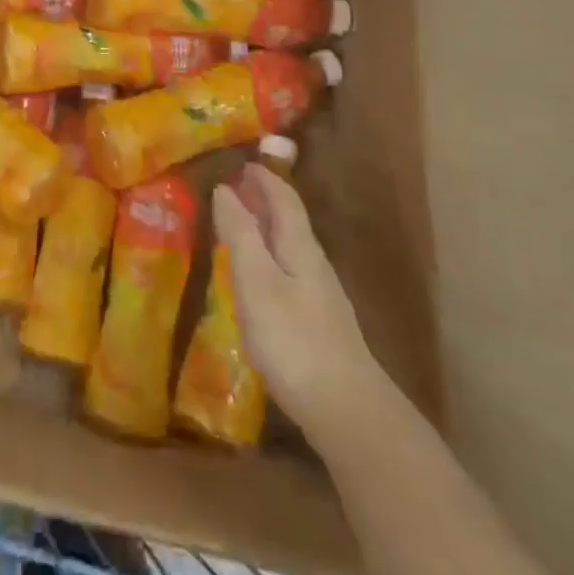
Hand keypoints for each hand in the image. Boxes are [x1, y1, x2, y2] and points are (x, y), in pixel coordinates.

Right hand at [213, 163, 383, 437]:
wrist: (348, 413)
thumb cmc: (294, 340)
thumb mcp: (256, 282)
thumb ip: (240, 235)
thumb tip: (225, 188)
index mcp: (300, 247)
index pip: (284, 199)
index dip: (265, 178)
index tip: (244, 162)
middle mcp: (314, 264)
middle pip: (290, 222)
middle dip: (265, 201)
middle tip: (236, 190)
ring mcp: (321, 298)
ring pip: (290, 249)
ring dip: (266, 231)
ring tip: (239, 230)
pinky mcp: (319, 326)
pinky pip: (290, 275)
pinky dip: (270, 261)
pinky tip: (258, 282)